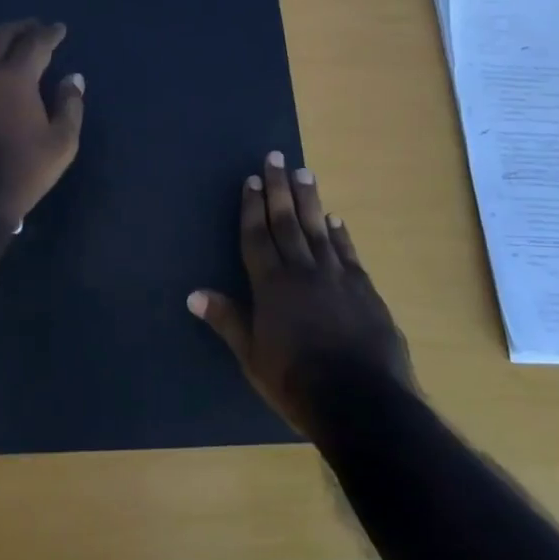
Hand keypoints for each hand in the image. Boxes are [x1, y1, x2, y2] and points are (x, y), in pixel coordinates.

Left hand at [0, 20, 85, 228]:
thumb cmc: (20, 171)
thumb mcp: (61, 144)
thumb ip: (70, 105)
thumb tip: (73, 78)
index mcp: (15, 76)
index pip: (35, 42)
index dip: (49, 33)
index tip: (59, 29)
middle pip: (0, 36)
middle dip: (19, 28)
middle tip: (32, 27)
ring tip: (2, 40)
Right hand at [189, 152, 412, 439]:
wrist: (362, 402)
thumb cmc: (297, 383)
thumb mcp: (253, 357)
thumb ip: (227, 320)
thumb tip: (193, 294)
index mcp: (271, 285)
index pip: (257, 236)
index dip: (252, 207)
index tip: (251, 179)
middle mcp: (302, 270)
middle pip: (287, 221)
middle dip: (279, 188)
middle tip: (276, 157)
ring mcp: (337, 277)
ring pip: (319, 229)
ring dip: (310, 199)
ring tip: (304, 172)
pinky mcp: (365, 289)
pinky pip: (348, 252)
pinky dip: (340, 233)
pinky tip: (336, 218)